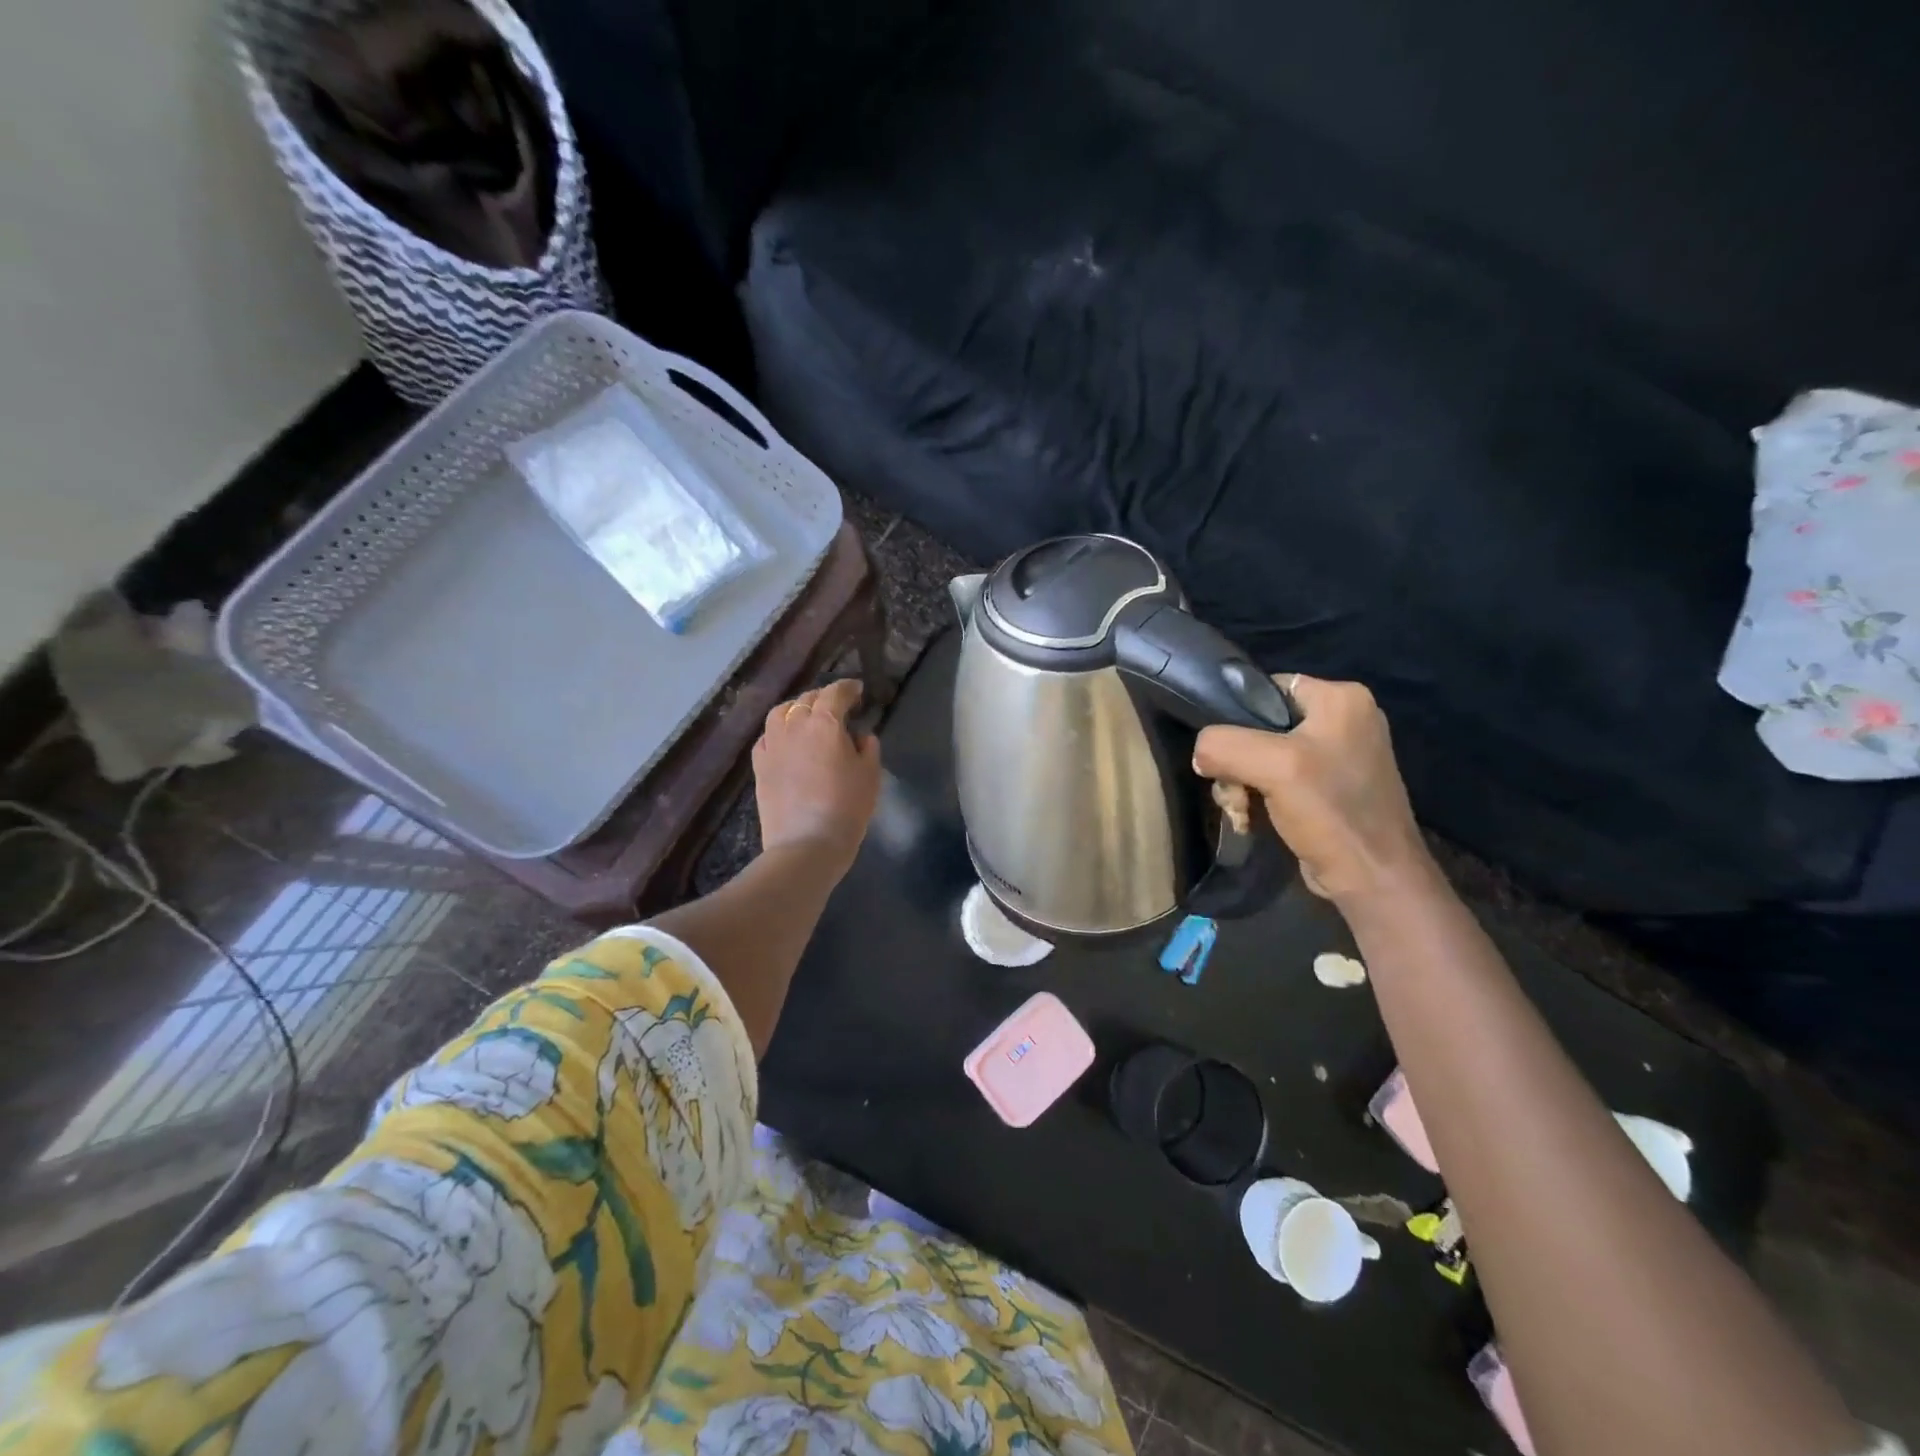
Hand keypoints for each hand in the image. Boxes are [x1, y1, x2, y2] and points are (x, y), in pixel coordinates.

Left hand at [753, 678, 881, 877]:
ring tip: (808, 717)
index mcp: (826, 723)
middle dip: (824, 697)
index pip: (835, 693)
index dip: (847, 688)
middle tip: (838, 706)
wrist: (806, 845)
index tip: (857, 690)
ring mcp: (773, 745)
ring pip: (781, 712)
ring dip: (797, 709)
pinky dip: (779, 731)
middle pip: (807, 700)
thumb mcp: (870, 776)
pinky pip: (767, 736)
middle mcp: (795, 726)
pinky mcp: (759, 765)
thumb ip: (867, 748)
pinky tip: (787, 740)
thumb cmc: (847, 809)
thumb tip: (859, 735)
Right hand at [1192, 675, 1433, 904]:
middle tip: (1234, 792)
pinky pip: (1278, 779)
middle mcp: (1345, 719)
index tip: (1223, 750)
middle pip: (1260, 726)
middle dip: (1237, 762)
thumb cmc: (1331, 812)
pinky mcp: (1330, 788)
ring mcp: (1338, 756)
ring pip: (1263, 756)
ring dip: (1242, 785)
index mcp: (1342, 698)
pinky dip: (1259, 798)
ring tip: (1242, 812)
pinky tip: (1252, 819)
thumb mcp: (1273, 766)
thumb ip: (1224, 745)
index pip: (1266, 688)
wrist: (1372, 879)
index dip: (1236, 716)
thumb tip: (1200, 754)